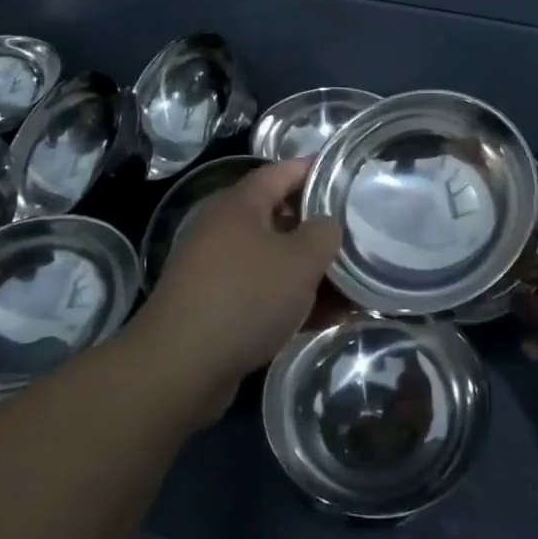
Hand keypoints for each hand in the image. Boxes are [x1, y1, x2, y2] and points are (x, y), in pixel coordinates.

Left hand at [131, 159, 339, 423]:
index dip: (315, 170)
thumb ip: (324, 234)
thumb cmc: (246, 296)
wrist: (180, 368)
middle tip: (357, 235)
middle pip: (280, 217)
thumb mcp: (301, 259)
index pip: (282, 171)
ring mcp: (217, 270)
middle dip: (318, 228)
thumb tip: (326, 226)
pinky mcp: (215, 308)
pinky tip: (327, 318)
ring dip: (311, 271)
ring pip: (274, 260)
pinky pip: (263, 293)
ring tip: (353, 285)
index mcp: (240, 204)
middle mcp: (224, 229)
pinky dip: (293, 301)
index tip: (347, 176)